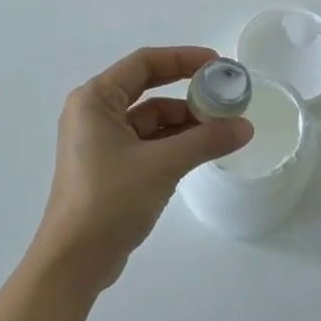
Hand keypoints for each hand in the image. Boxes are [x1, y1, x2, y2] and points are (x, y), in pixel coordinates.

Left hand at [30, 46, 253, 290]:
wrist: (74, 262)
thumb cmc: (109, 200)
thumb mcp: (163, 165)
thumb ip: (206, 140)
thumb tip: (245, 126)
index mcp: (94, 100)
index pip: (143, 63)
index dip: (183, 58)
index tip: (218, 64)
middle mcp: (94, 114)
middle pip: (148, 88)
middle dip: (187, 89)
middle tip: (224, 92)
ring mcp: (101, 142)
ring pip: (150, 119)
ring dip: (185, 121)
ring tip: (223, 127)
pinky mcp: (110, 167)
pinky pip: (147, 142)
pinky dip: (174, 143)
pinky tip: (203, 149)